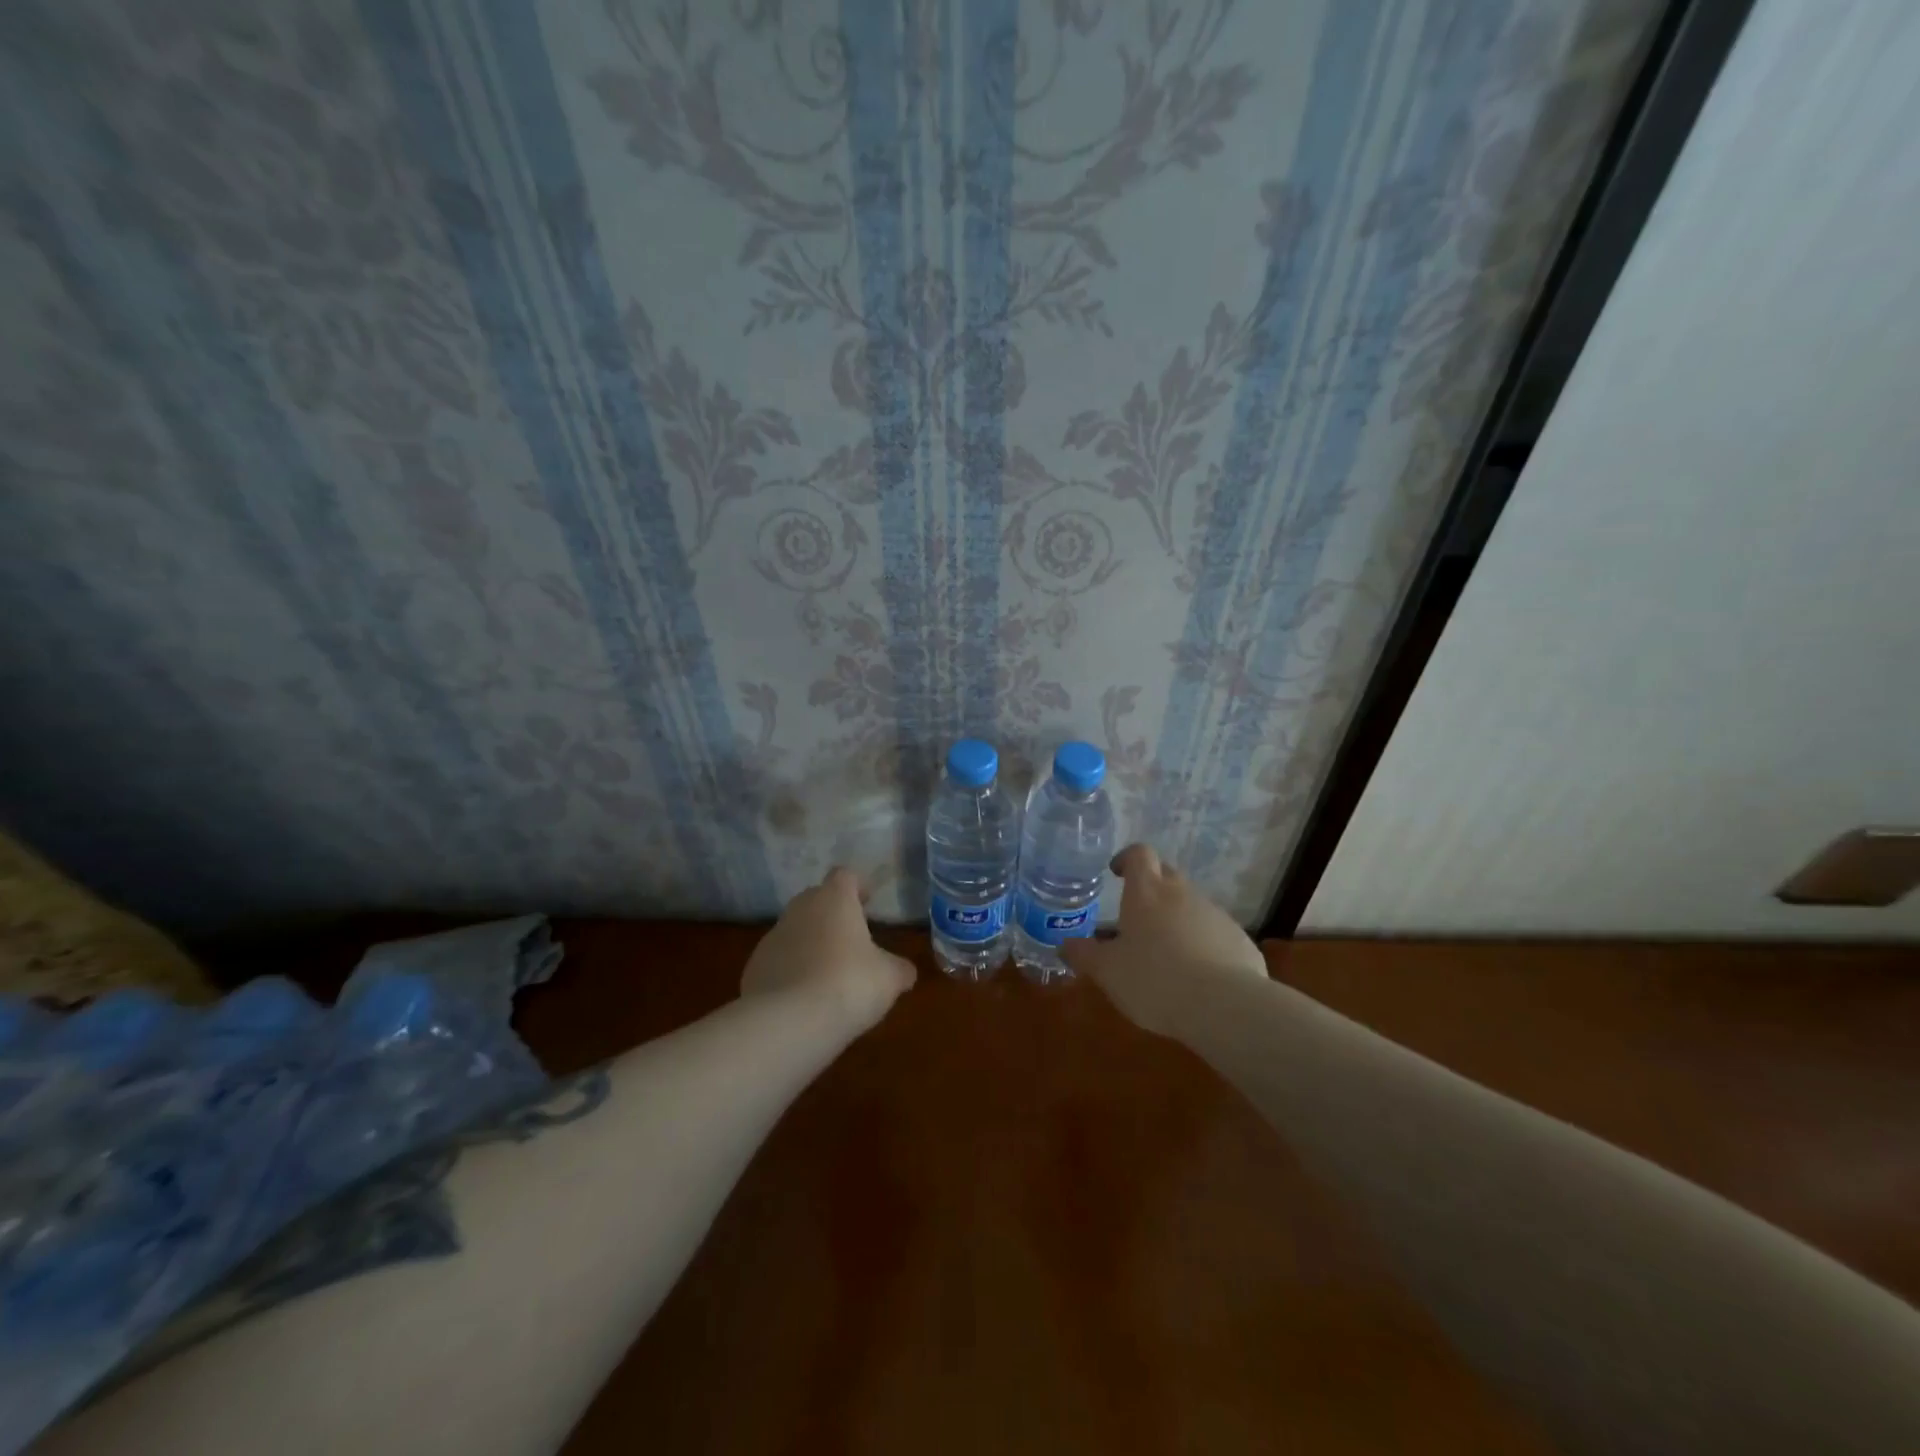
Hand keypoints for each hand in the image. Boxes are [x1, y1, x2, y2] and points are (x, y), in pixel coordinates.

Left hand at [742, 867, 916, 1031]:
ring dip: (810, 942)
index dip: (858, 886)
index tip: (868, 902)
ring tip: (828, 972)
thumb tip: (905, 971)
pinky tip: (804, 997)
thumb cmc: (849, 984)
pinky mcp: (754, 966)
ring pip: (795, 929)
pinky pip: (779, 959)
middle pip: (816, 898)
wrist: (788, 1021)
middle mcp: (800, 909)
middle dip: (832, 913)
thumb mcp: (889, 978)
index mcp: (834, 900)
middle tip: (851, 937)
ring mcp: (773, 937)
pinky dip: (791, 970)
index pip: (845, 876)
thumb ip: (899, 969)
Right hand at [1061, 843, 1267, 1034]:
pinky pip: (1213, 932)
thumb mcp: (1107, 972)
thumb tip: (1064, 944)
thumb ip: (1083, 955)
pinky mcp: (1239, 939)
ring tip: (1164, 954)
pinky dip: (1201, 943)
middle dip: (1150, 889)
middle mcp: (1182, 893)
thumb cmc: (1154, 980)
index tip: (1116, 873)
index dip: (1126, 859)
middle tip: (1134, 918)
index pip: (1139, 854)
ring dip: (1176, 919)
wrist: (1225, 1006)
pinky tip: (1196, 976)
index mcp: (1147, 893)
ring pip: (1190, 905)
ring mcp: (1214, 914)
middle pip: (1166, 875)